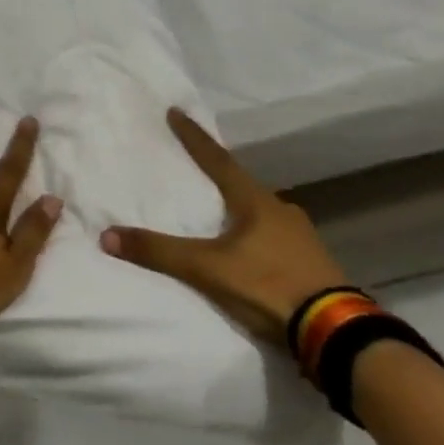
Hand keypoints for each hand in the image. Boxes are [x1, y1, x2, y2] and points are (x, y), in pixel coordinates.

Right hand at [100, 108, 349, 346]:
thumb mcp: (207, 269)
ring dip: (241, 209)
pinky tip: (252, 251)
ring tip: (223, 216)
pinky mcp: (313, 264)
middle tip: (199, 171)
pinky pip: (277, 238)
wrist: (336, 333)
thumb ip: (159, 252)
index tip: (177, 111)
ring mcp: (302, 237)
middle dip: (221, 176)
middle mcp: (280, 210)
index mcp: (255, 201)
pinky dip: (258, 237)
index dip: (194, 137)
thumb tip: (107, 236)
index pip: (217, 160)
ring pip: (263, 213)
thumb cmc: (267, 285)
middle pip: (243, 185)